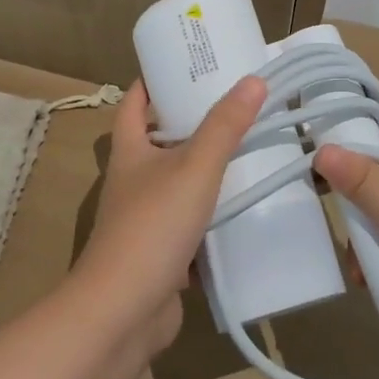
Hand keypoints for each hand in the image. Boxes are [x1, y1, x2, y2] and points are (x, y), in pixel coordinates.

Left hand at [70, 75, 267, 354]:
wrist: (123, 312)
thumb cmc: (152, 225)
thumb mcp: (194, 167)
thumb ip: (224, 126)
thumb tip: (254, 80)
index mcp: (129, 150)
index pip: (133, 102)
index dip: (152, 81)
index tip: (184, 66)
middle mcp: (131, 179)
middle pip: (158, 140)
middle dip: (190, 123)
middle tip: (232, 106)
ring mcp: (144, 218)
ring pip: (176, 182)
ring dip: (204, 170)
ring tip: (246, 152)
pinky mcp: (160, 252)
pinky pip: (188, 222)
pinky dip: (211, 214)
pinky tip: (242, 209)